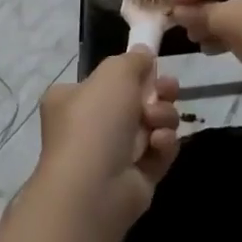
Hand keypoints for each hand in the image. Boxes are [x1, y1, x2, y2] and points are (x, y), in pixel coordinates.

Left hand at [35, 50, 180, 237]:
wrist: (93, 188)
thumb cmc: (96, 121)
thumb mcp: (114, 73)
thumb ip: (133, 59)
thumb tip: (143, 54)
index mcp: (72, 99)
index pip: (105, 80)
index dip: (131, 73)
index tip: (152, 68)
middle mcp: (90, 126)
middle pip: (135, 100)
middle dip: (158, 93)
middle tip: (170, 89)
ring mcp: (113, 154)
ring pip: (152, 124)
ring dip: (163, 117)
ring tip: (157, 121)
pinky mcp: (136, 178)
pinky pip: (158, 152)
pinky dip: (163, 145)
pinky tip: (158, 144)